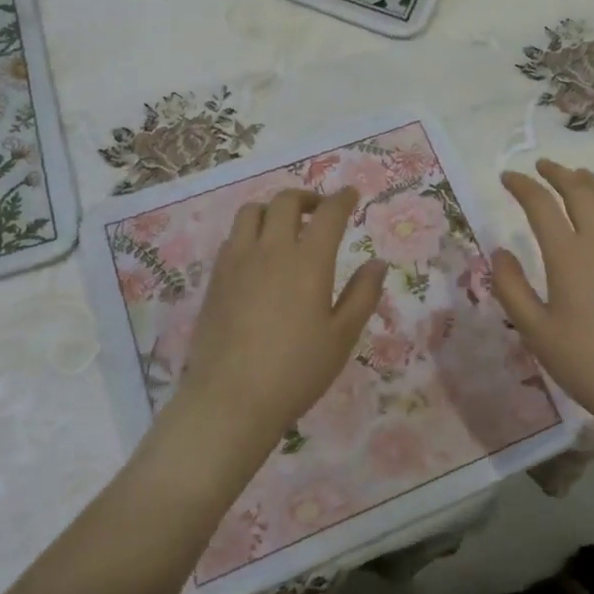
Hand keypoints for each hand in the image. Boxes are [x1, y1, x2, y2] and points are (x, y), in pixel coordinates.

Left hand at [172, 187, 386, 443]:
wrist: (231, 399)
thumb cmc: (297, 371)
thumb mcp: (342, 337)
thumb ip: (362, 294)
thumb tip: (378, 262)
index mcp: (308, 261)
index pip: (328, 214)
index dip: (342, 199)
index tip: (351, 194)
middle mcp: (271, 250)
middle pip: (285, 202)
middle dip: (306, 197)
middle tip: (319, 210)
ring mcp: (237, 261)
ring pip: (251, 212)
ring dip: (272, 209)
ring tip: (284, 226)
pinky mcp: (216, 278)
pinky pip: (233, 237)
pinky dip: (250, 232)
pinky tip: (258, 256)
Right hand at [491, 159, 593, 427]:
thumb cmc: (583, 361)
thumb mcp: (534, 329)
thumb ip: (510, 286)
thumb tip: (499, 251)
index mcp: (568, 255)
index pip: (541, 204)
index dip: (522, 186)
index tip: (507, 178)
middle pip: (579, 190)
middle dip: (557, 172)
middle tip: (540, 167)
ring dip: (588, 180)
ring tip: (574, 175)